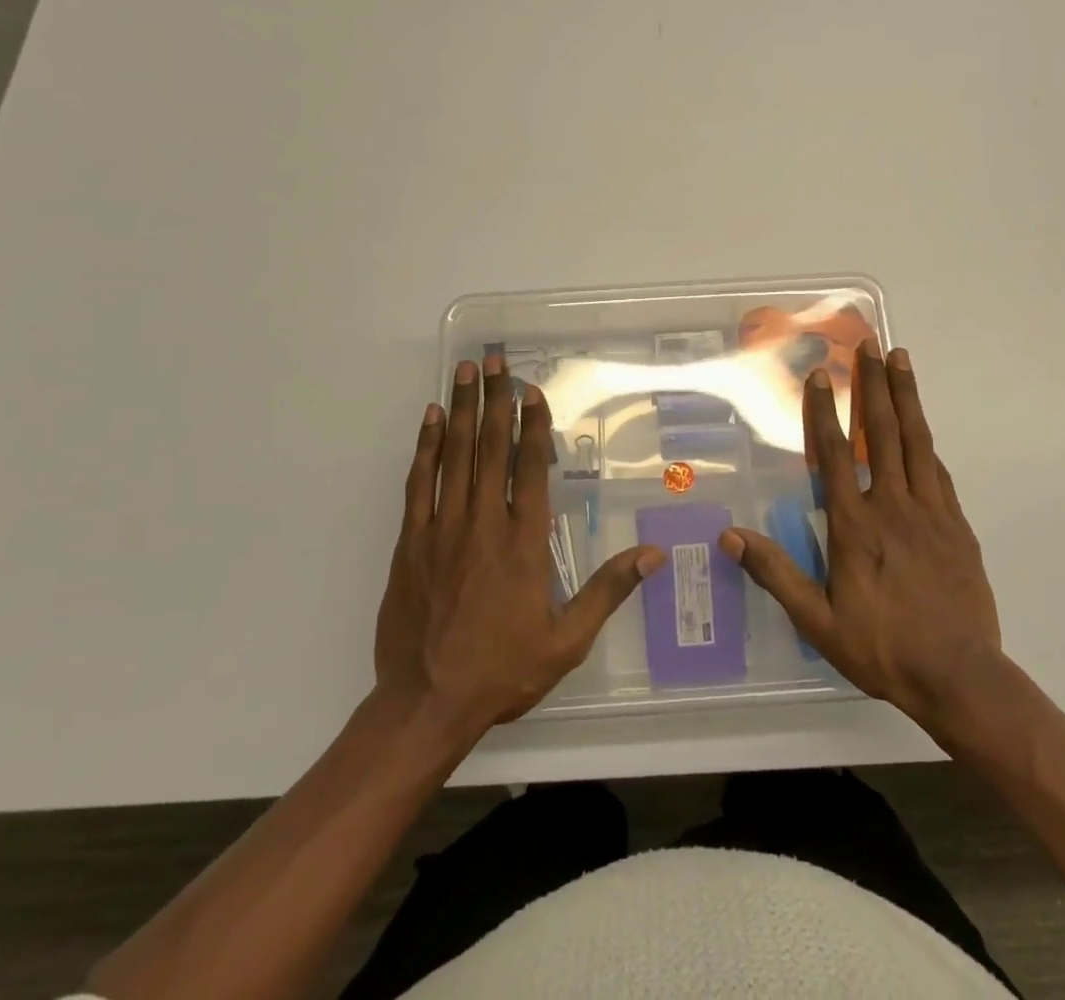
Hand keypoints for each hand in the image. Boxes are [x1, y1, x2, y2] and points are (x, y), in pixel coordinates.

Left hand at [374, 355, 663, 735]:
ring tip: (465, 372)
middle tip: (496, 361)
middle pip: (491, 448)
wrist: (426, 703)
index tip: (532, 390)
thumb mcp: (567, 640)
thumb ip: (608, 591)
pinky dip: (424, 447)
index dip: (533, 424)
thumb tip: (653, 555)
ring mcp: (442, 529)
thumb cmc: (502, 670)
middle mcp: (484, 523)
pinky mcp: (411, 542)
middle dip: (495, 400)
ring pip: (454, 456)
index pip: (530, 467)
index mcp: (523, 542)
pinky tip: (430, 420)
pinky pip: (418, 484)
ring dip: (461, 410)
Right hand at [721, 344, 1003, 744]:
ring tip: (901, 358)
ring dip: (905, 396)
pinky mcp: (957, 524)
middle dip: (872, 384)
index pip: (835, 455)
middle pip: (881, 432)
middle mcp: (892, 505)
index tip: (820, 376)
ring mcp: (930, 511)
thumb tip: (731, 536)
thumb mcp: (818, 621)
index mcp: (855, 525)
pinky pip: (938, 470)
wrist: (960, 676)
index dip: (824, 412)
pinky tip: (922, 425)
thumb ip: (776, 574)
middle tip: (869, 344)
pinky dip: (926, 440)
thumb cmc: (883, 648)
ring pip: (916, 441)